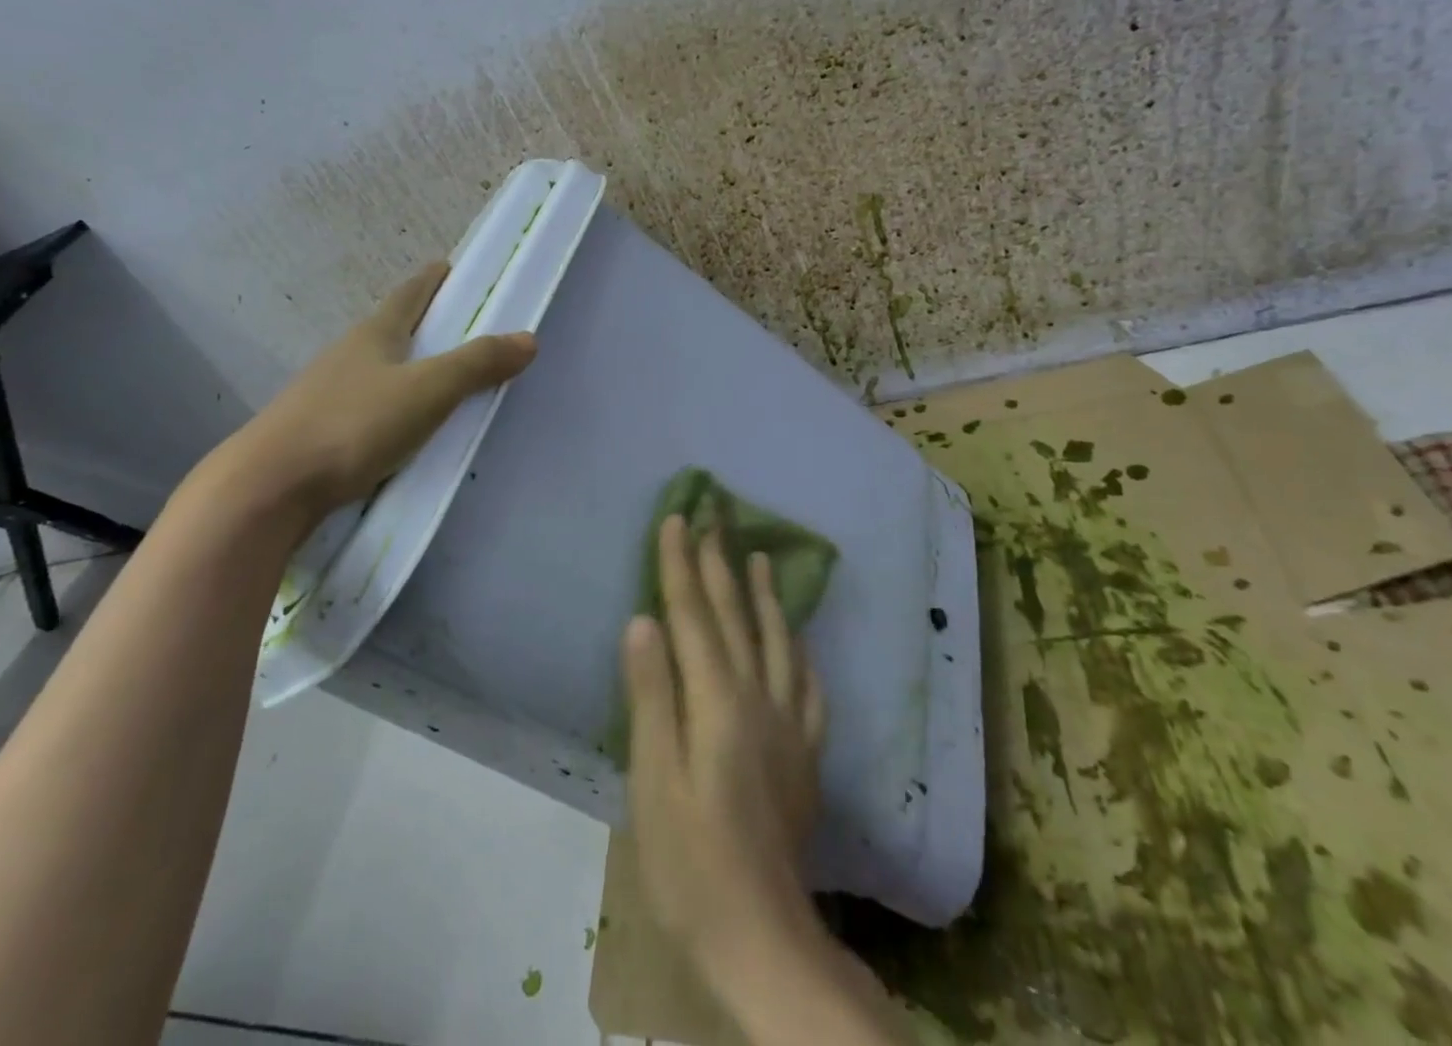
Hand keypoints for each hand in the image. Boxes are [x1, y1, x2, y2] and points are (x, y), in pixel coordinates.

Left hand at [209, 262, 535, 534]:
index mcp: (375, 334)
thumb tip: (528, 338)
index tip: (452, 266)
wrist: (269, 488)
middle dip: (424, 322)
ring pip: (377, 369)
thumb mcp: (427, 391)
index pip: (410, 294)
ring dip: (407, 366)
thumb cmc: (353, 425)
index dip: (433, 278)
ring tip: (438, 378)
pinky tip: (403, 426)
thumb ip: (477, 365)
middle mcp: (348, 355)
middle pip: (392, 328)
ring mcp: (327, 393)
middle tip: (460, 326)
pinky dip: (393, 404)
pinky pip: (368, 405)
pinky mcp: (318, 431)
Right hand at [622, 515, 827, 967]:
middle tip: (715, 519)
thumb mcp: (653, 779)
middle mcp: (758, 699)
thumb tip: (644, 620)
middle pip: (736, 617)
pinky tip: (798, 639)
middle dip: (720, 564)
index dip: (681, 565)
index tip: (678, 518)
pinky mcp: (805, 753)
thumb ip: (651, 694)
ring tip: (760, 557)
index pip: (694, 616)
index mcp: (717, 702)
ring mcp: (789, 725)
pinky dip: (800, 651)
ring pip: (778, 641)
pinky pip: (808, 685)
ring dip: (765, 595)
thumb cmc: (688, 858)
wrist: (760, 932)